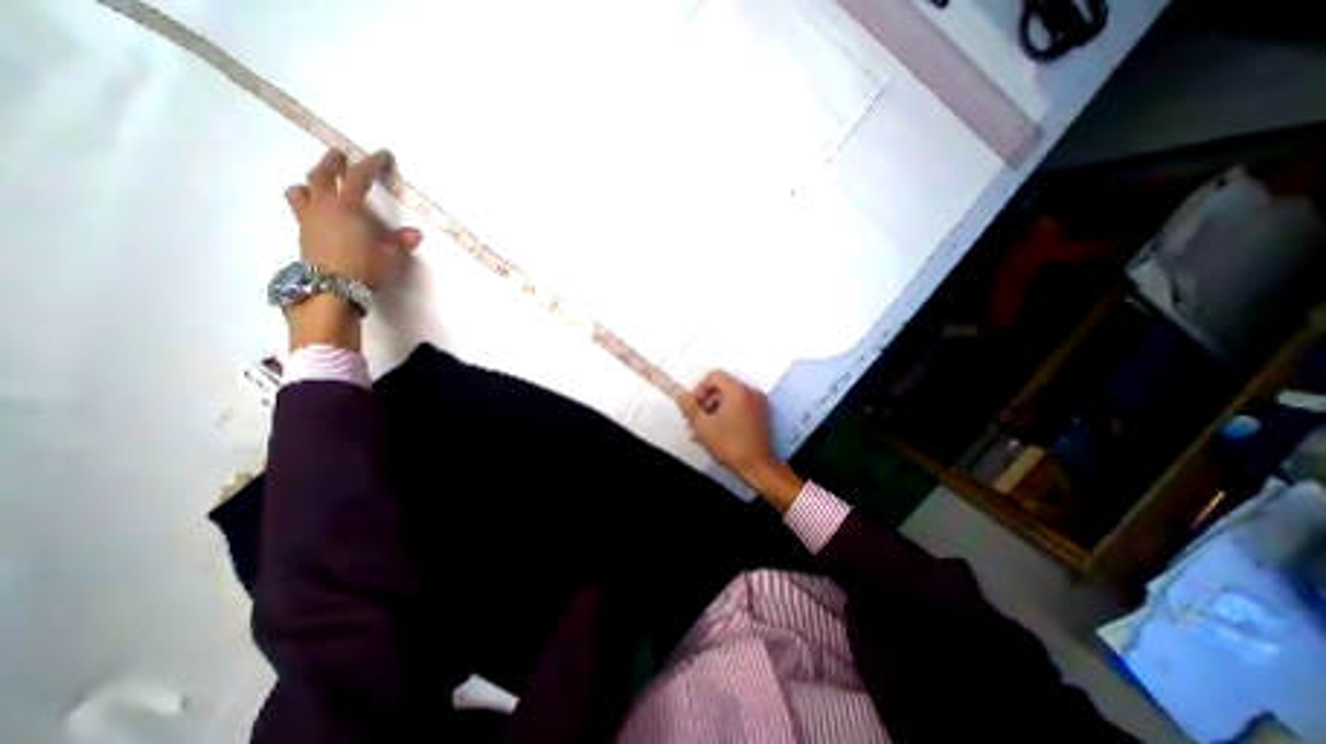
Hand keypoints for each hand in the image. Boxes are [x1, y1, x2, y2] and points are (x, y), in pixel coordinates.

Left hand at [284, 148, 424, 351]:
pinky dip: (308, 202)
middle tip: (339, 154)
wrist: (330, 291)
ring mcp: (308, 220)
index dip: (371, 164)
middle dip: (332, 163)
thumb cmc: (364, 269)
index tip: (382, 154)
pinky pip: (301, 209)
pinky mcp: (302, 235)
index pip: (358, 177)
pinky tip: (318, 212)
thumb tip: (414, 234)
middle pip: (322, 175)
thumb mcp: (389, 256)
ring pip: (302, 190)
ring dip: (311, 182)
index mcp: (346, 207)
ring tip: (318, 183)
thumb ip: (399, 242)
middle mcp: (322, 207)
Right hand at [679, 371, 802, 511]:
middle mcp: (751, 393)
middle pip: (721, 388)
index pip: (714, 376)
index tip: (692, 406)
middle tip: (694, 420)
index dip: (699, 390)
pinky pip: (739, 408)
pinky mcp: (762, 416)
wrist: (757, 467)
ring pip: (729, 400)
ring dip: (713, 412)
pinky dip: (726, 416)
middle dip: (705, 403)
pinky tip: (716, 434)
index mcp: (738, 391)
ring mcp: (758, 404)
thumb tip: (680, 395)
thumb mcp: (703, 426)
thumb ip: (689, 407)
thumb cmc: (731, 446)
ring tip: (702, 432)